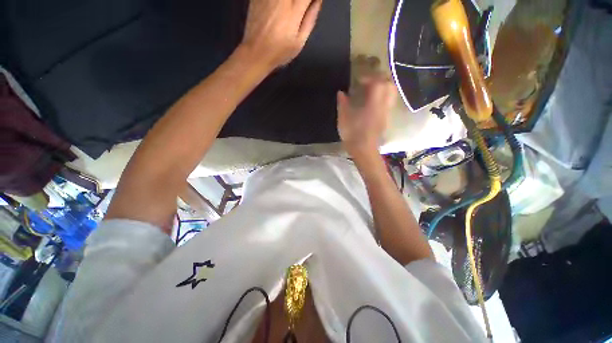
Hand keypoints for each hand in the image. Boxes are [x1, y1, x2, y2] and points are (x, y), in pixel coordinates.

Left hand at [241, 0, 322, 69]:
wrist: (256, 52)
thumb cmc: (280, 51)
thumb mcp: (299, 42)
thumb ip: (310, 18)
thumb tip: (318, 0)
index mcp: (294, 10)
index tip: (311, 4)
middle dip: (300, 1)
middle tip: (300, 8)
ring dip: (290, 3)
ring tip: (291, 11)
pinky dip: (278, 3)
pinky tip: (278, 10)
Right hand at [337, 76, 396, 158]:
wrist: (364, 150)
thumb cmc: (353, 134)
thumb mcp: (344, 118)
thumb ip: (343, 103)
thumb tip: (341, 93)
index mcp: (373, 103)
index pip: (377, 82)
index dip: (369, 77)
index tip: (358, 80)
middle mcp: (384, 105)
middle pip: (389, 84)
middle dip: (380, 79)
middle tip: (368, 81)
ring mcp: (386, 112)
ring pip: (392, 93)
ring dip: (383, 87)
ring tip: (371, 89)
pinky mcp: (386, 118)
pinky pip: (389, 101)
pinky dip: (383, 96)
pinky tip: (373, 101)